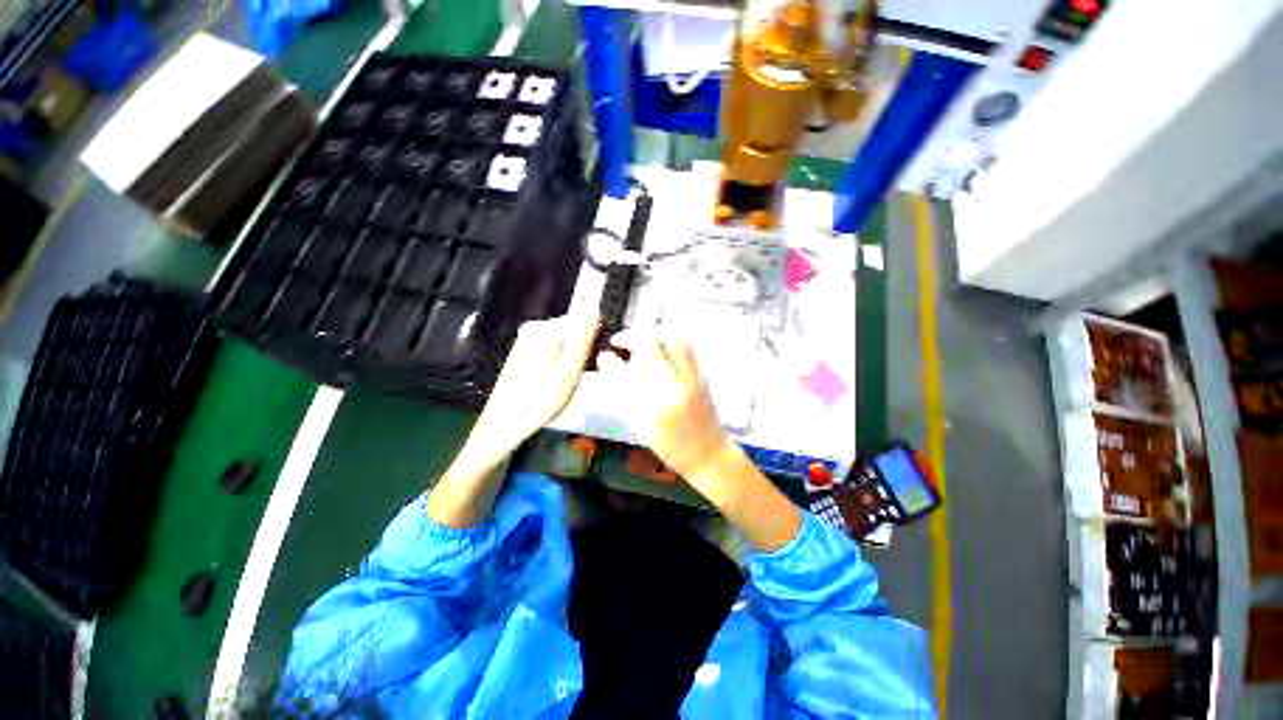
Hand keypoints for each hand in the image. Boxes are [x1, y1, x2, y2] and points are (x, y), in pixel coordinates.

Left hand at [429, 312, 597, 527]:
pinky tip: (558, 381)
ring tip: (569, 382)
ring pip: (566, 341)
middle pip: (574, 330)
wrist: (500, 429)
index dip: (595, 341)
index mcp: (543, 330)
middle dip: (582, 350)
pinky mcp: (526, 351)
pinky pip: (555, 349)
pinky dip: (562, 362)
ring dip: (573, 358)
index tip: (594, 364)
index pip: (583, 321)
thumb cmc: (535, 405)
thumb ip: (581, 343)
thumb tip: (595, 310)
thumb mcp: (566, 376)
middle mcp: (533, 328)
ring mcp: (528, 339)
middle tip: (579, 378)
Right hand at [596, 330, 801, 549]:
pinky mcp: (701, 375)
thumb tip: (614, 374)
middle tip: (619, 341)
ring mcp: (690, 377)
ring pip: (671, 339)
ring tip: (641, 339)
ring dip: (652, 334)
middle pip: (649, 346)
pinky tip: (661, 345)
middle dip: (630, 337)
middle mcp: (673, 385)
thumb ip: (627, 398)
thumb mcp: (642, 427)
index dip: (610, 361)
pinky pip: (686, 347)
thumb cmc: (672, 448)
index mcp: (653, 405)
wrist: (708, 455)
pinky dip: (670, 340)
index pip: (626, 373)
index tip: (602, 356)